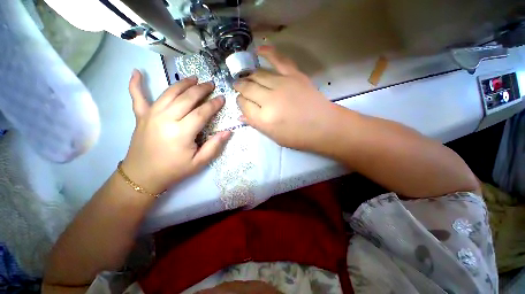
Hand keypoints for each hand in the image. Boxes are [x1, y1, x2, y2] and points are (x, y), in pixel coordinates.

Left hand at [122, 70, 230, 194]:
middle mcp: (166, 119)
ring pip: (169, 93)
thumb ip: (214, 146)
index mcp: (181, 133)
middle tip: (211, 84)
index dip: (214, 104)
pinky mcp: (141, 116)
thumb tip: (228, 132)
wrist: (142, 176)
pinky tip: (136, 72)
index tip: (222, 98)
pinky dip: (136, 84)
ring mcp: (151, 115)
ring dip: (182, 83)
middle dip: (201, 89)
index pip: (202, 112)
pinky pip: (137, 97)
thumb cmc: (174, 170)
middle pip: (186, 98)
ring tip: (193, 78)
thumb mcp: (199, 163)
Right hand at [234, 46, 338, 150]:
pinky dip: (268, 53)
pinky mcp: (294, 75)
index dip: (240, 102)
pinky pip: (278, 59)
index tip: (241, 101)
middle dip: (240, 87)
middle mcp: (269, 99)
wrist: (323, 127)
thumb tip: (240, 116)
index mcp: (264, 118)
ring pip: (258, 75)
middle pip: (248, 88)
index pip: (244, 105)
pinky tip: (258, 50)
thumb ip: (256, 124)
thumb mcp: (274, 137)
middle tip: (238, 86)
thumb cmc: (298, 137)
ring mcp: (282, 84)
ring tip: (246, 77)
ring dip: (249, 76)